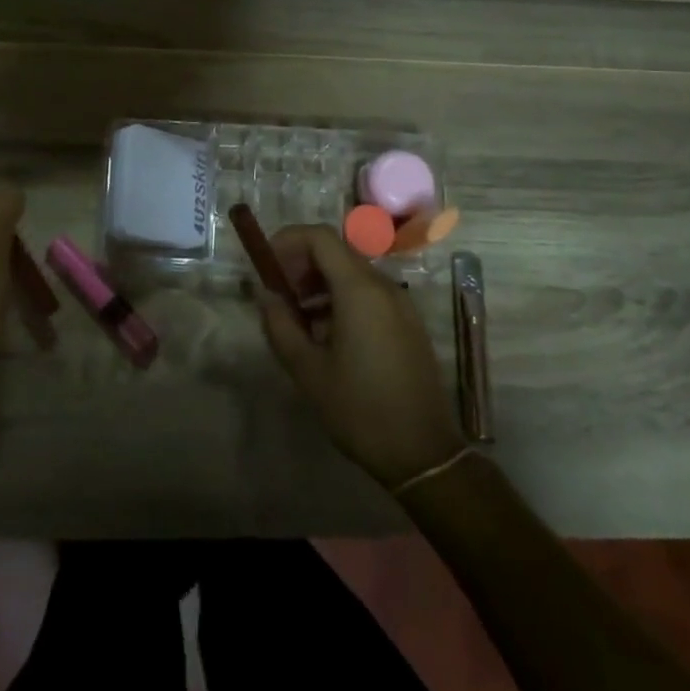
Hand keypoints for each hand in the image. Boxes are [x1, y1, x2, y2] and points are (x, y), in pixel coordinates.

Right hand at [256, 224, 463, 488]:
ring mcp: (401, 303)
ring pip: (352, 272)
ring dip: (320, 283)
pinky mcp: (408, 322)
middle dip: (302, 263)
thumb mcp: (308, 370)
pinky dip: (341, 298)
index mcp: (359, 290)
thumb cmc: (360, 409)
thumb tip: (265, 294)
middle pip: (337, 251)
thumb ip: (280, 325)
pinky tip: (326, 335)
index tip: (267, 264)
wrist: (424, 453)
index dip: (289, 240)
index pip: (321, 237)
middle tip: (279, 294)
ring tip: (298, 318)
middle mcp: (384, 286)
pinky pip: (369, 293)